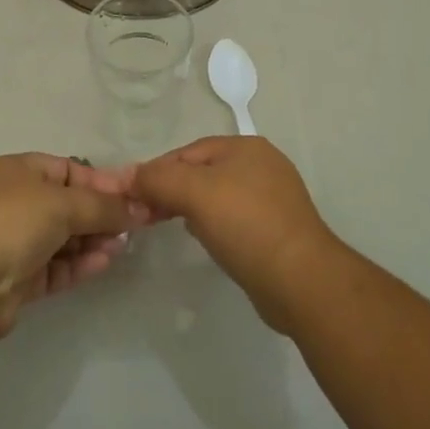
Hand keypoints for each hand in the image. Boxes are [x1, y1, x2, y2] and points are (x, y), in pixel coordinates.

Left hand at [0, 153, 148, 339]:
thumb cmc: (12, 222)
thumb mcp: (63, 203)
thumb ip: (104, 206)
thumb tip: (140, 208)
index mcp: (18, 170)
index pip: (68, 169)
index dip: (101, 181)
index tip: (132, 196)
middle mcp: (15, 201)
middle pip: (67, 204)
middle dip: (100, 214)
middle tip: (135, 225)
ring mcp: (14, 241)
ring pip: (63, 238)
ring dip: (93, 240)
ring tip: (123, 246)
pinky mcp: (17, 279)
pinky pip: (56, 266)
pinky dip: (79, 264)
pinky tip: (105, 263)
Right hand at [128, 136, 340, 331]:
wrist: (302, 282)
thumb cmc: (247, 226)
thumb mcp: (195, 194)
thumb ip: (158, 179)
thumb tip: (126, 176)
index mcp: (245, 146)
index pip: (188, 152)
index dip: (157, 171)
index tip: (132, 196)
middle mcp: (262, 164)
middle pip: (202, 171)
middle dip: (173, 189)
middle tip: (146, 215)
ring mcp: (273, 198)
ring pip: (218, 196)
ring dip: (191, 207)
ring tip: (170, 225)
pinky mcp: (277, 230)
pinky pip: (234, 219)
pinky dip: (215, 225)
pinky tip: (206, 240)